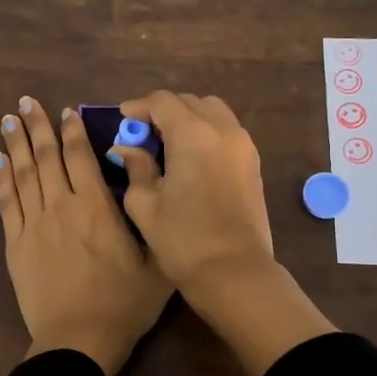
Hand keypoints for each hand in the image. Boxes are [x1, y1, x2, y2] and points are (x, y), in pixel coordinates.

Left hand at [0, 96, 171, 375]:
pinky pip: (7, 202)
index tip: (66, 110)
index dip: (72, 130)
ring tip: (8, 119)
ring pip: (22, 173)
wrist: (79, 339)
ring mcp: (34, 224)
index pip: (80, 156)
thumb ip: (150, 215)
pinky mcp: (15, 245)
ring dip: (15, 143)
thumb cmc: (125, 303)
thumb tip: (144, 176)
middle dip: (37, 126)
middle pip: (45, 157)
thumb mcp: (157, 259)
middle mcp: (61, 206)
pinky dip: (2, 178)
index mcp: (96, 207)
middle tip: (26, 102)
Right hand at [108, 91, 274, 287]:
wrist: (235, 273)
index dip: (139, 106)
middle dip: (164, 111)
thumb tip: (126, 148)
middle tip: (143, 133)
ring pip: (213, 112)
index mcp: (193, 135)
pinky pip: (227, 131)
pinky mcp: (253, 163)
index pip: (163, 102)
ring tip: (168, 143)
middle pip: (190, 102)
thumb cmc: (183, 240)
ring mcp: (243, 146)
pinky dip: (207, 132)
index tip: (123, 119)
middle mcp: (222, 130)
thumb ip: (135, 168)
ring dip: (189, 118)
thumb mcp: (145, 204)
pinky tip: (190, 157)